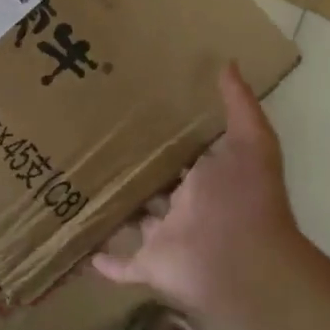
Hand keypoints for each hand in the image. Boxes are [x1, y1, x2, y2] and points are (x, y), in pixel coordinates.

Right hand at [93, 63, 311, 325]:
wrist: (243, 263)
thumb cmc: (244, 199)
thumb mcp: (250, 142)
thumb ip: (239, 105)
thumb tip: (228, 63)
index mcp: (207, 181)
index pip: (183, 157)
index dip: (164, 139)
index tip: (133, 115)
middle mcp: (186, 209)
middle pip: (156, 188)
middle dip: (135, 174)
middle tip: (96, 146)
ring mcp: (167, 239)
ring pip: (136, 223)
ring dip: (116, 212)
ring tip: (79, 189)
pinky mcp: (150, 265)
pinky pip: (124, 266)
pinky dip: (105, 263)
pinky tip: (82, 250)